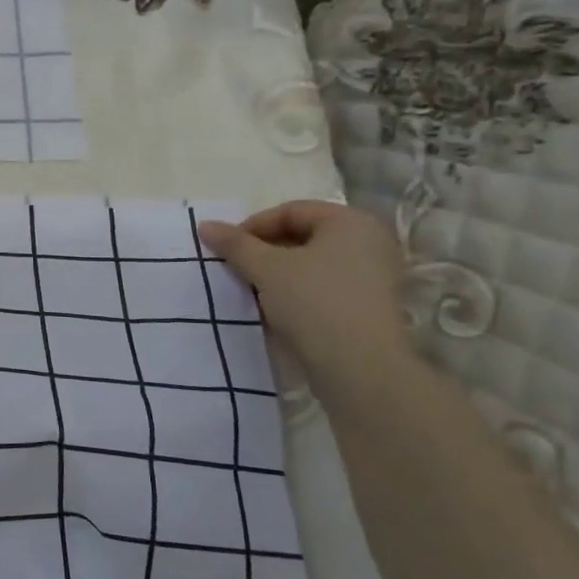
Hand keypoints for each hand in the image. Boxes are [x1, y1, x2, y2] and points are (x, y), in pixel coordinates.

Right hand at [198, 200, 410, 379]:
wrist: (359, 367)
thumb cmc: (314, 302)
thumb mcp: (266, 268)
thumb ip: (234, 244)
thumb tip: (204, 226)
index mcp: (350, 221)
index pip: (291, 211)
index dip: (253, 226)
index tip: (227, 249)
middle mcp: (369, 241)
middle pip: (303, 236)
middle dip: (264, 251)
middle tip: (236, 269)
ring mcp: (374, 276)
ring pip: (312, 264)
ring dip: (277, 274)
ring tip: (251, 291)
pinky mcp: (369, 307)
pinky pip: (324, 287)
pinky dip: (297, 293)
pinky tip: (275, 311)